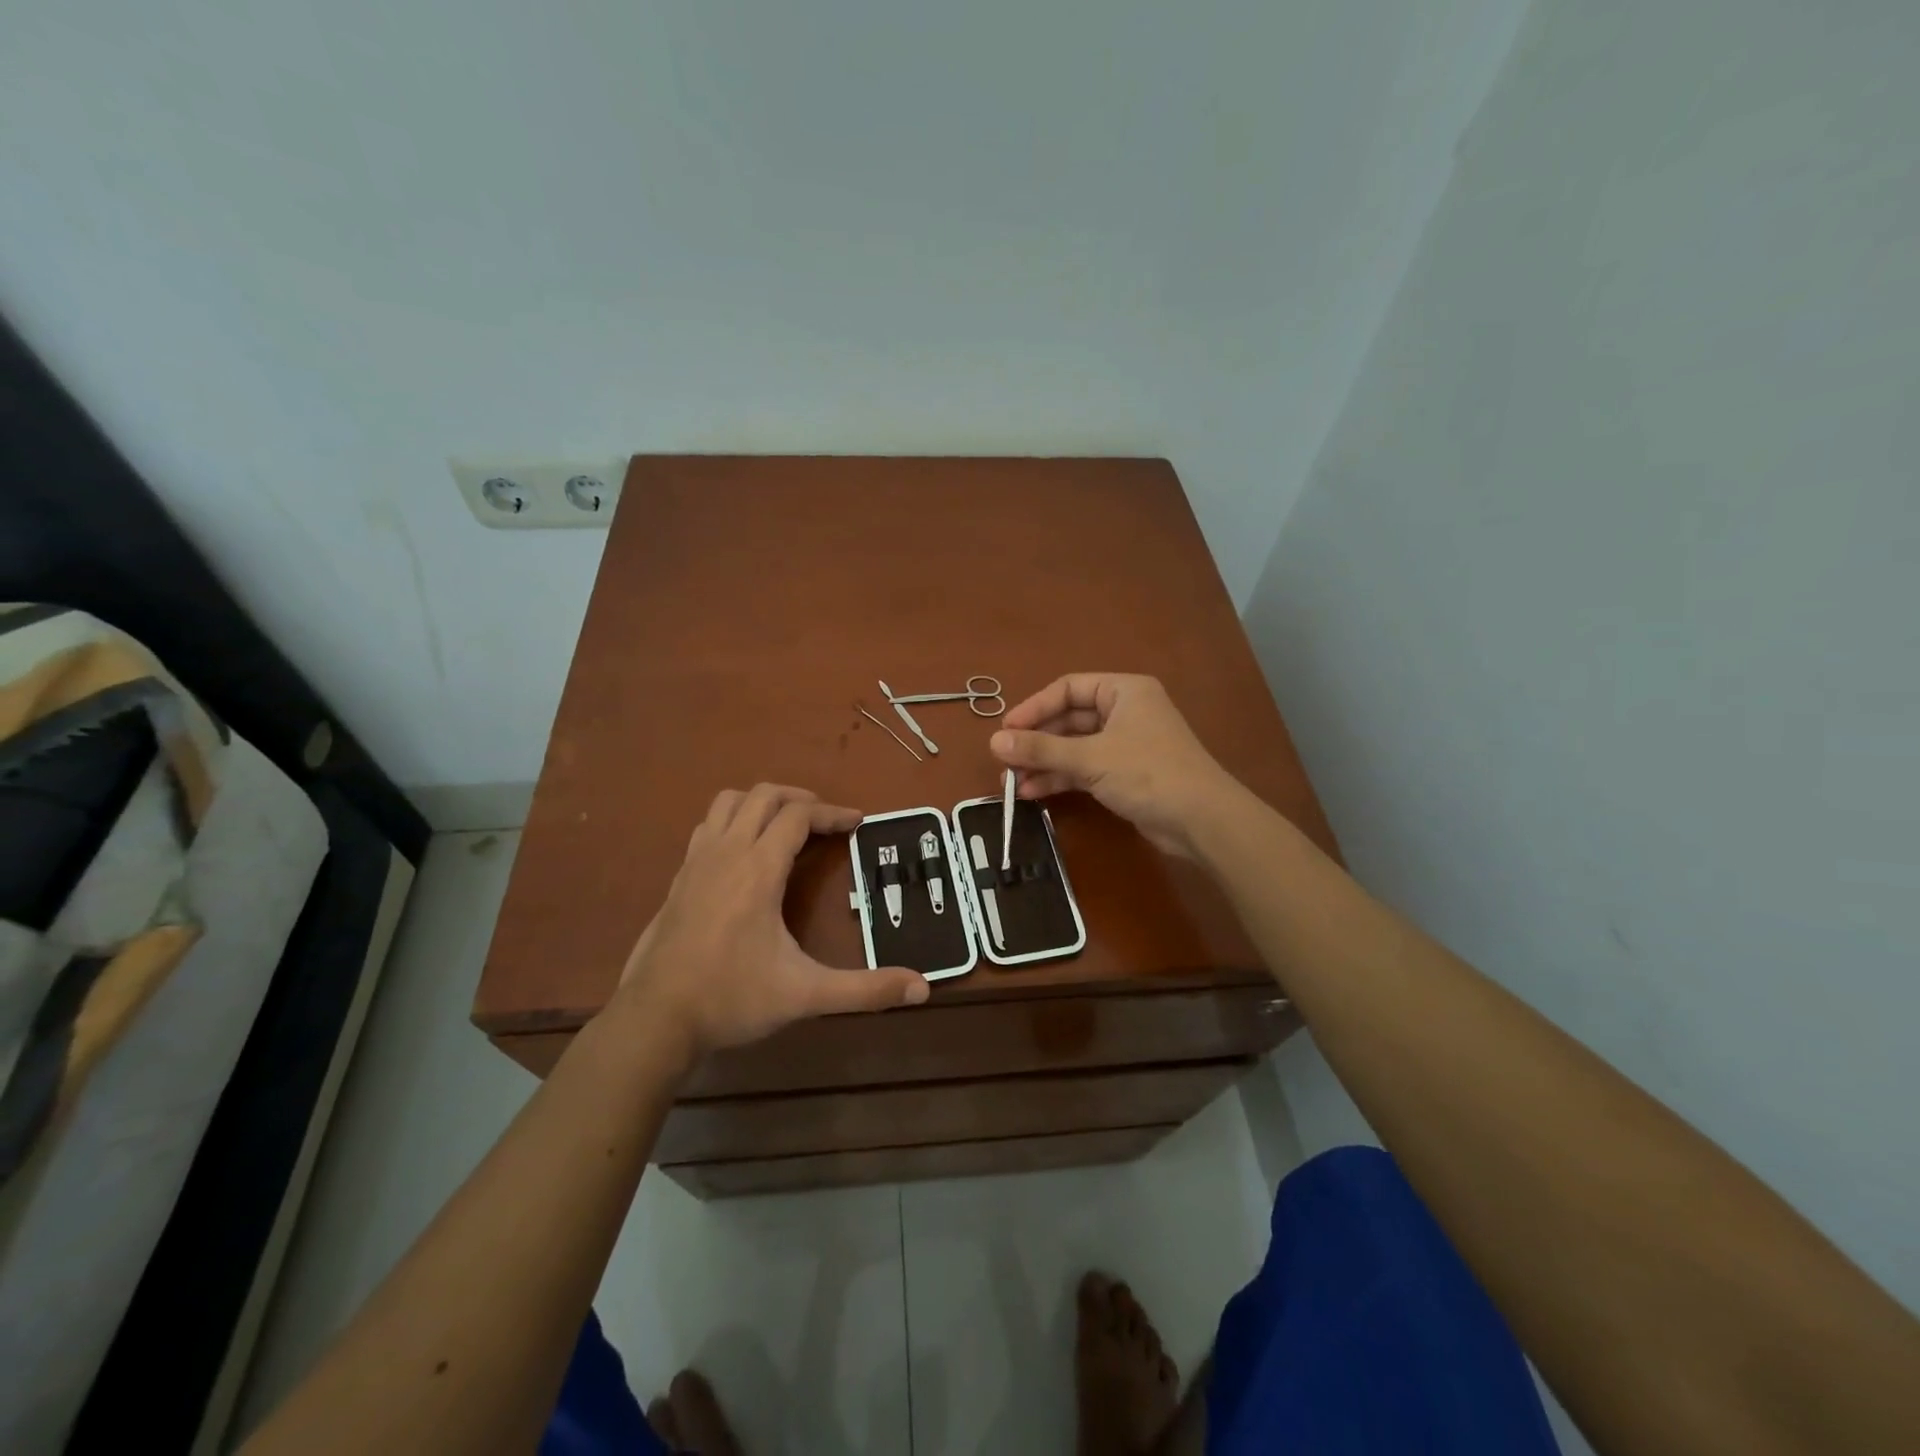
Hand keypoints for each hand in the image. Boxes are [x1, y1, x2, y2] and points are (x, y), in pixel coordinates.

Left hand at [613, 785, 927, 1065]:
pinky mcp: (678, 878)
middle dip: (800, 798)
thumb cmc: (732, 998)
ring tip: (786, 825)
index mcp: (758, 869)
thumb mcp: (805, 994)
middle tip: (826, 821)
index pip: (798, 816)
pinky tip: (744, 853)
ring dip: (762, 802)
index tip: (858, 822)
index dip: (833, 813)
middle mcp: (726, 852)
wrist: (654, 1019)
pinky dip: (734, 821)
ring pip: (729, 802)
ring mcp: (696, 862)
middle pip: (763, 795)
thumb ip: (865, 990)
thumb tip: (923, 989)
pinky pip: (709, 825)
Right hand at [990, 674, 1245, 857]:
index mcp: (1123, 691)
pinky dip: (1061, 778)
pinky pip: (1085, 769)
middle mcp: (1124, 712)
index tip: (1005, 731)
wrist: (1202, 820)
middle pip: (1069, 719)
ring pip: (1074, 747)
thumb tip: (994, 742)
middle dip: (1036, 741)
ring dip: (1044, 763)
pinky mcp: (1125, 774)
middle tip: (1004, 760)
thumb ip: (1042, 749)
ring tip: (1012, 783)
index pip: (1067, 689)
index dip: (1033, 708)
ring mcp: (1125, 744)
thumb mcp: (1091, 758)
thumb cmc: (1148, 773)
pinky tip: (1034, 793)